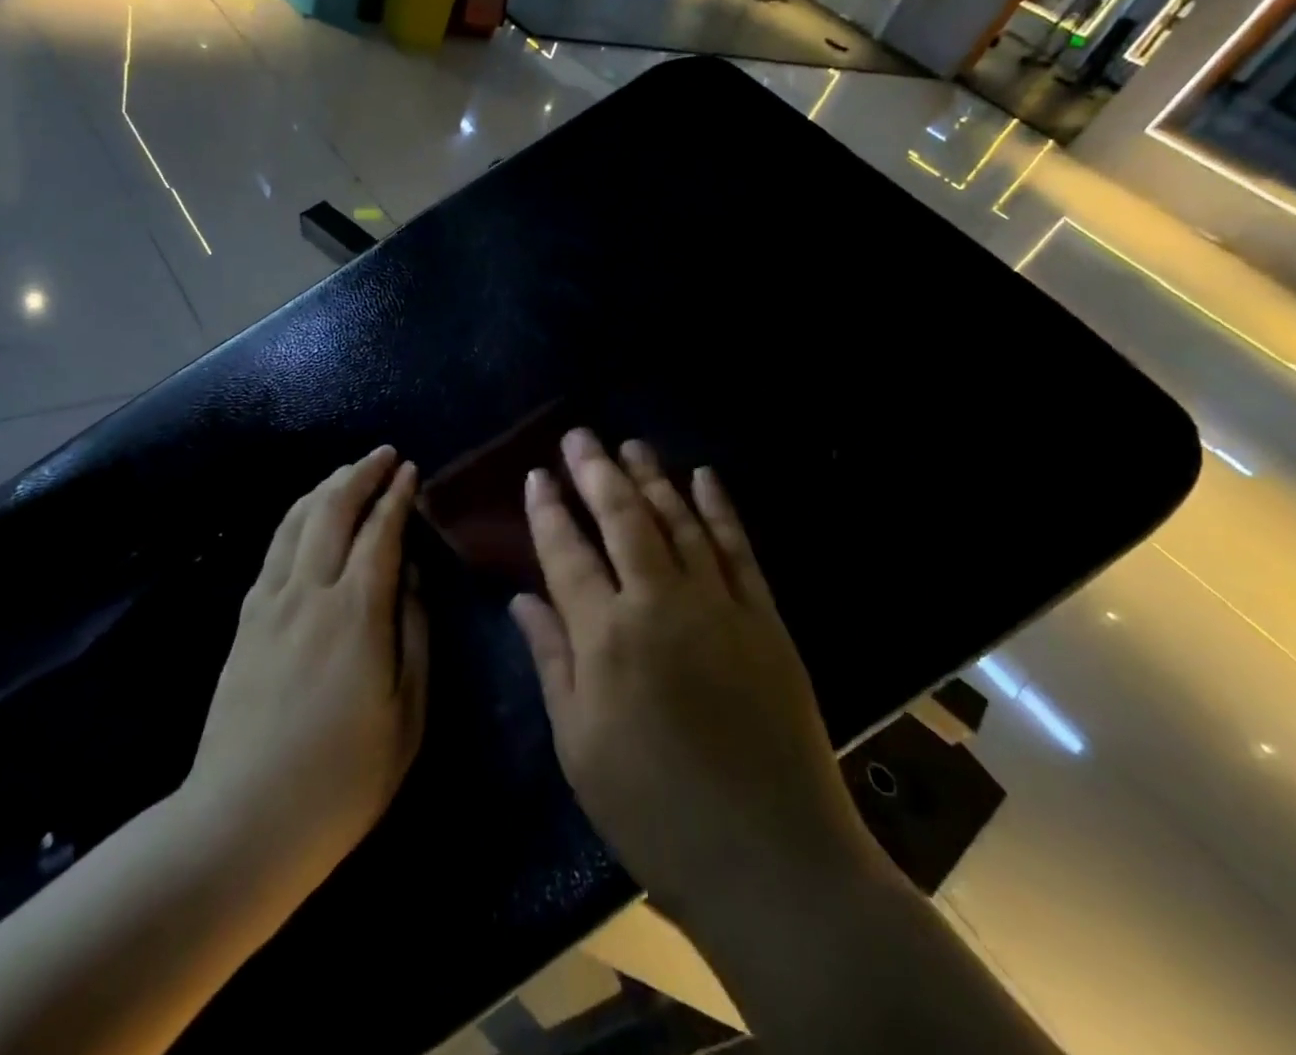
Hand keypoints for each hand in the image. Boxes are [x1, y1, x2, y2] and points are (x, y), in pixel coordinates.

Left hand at [184, 446, 427, 909]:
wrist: (241, 823)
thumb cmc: (342, 778)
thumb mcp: (407, 713)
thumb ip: (413, 633)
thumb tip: (408, 575)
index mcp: (357, 613)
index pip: (381, 532)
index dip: (397, 496)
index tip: (411, 470)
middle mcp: (310, 592)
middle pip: (333, 511)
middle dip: (360, 475)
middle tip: (383, 455)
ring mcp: (270, 603)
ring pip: (297, 521)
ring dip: (326, 488)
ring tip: (347, 472)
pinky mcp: (245, 620)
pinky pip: (274, 548)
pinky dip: (296, 517)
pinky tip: (305, 516)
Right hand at [510, 430, 878, 926]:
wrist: (772, 860)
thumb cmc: (654, 811)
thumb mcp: (580, 746)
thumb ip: (552, 660)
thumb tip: (523, 598)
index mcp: (607, 638)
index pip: (568, 553)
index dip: (549, 510)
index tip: (537, 475)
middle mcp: (660, 603)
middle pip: (623, 518)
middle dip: (596, 471)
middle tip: (579, 435)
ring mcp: (719, 605)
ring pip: (679, 520)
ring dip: (653, 477)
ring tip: (631, 444)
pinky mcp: (765, 618)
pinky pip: (738, 547)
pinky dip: (719, 507)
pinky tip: (703, 477)